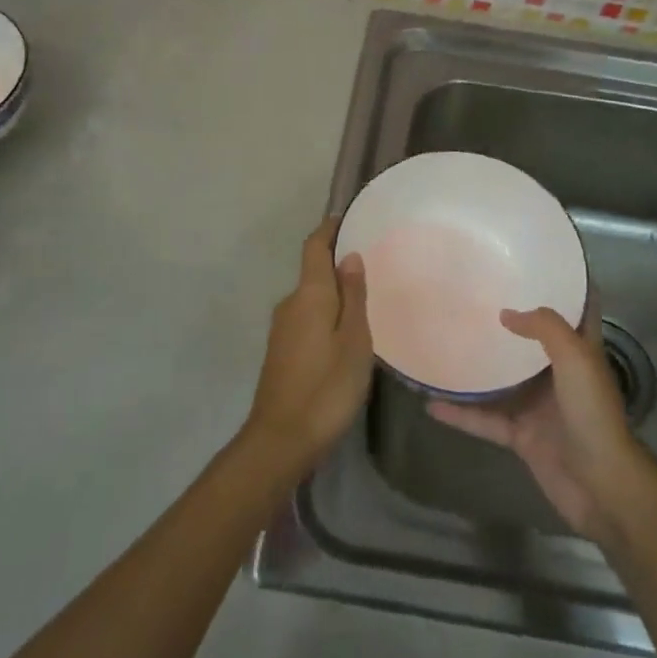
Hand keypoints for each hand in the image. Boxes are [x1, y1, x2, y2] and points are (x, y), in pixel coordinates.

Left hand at [242, 218, 373, 478]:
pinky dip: (327, 314)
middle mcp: (290, 304)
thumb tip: (349, 255)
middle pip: (313, 272)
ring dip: (334, 292)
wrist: (281, 440)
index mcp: (308, 295)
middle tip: (374, 263)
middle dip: (338, 262)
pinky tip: (347, 331)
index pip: (314, 247)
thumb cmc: (327, 387)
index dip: (329, 229)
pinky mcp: (282, 352)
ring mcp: (282, 329)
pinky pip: (308, 318)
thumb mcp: (354, 340)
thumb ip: (353, 296)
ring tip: (368, 296)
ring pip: (312, 298)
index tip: (349, 217)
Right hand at [430, 307, 650, 542]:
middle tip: (476, 296)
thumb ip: (545, 328)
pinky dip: (460, 414)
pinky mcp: (522, 435)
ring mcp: (539, 406)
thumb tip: (507, 313)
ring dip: (479, 367)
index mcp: (580, 352)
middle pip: (532, 342)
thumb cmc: (592, 414)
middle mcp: (559, 375)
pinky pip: (485, 419)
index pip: (578, 310)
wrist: (600, 484)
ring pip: (503, 380)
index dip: (567, 285)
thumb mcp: (575, 359)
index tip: (538, 263)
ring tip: (446, 343)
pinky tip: (432, 403)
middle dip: (510, 321)